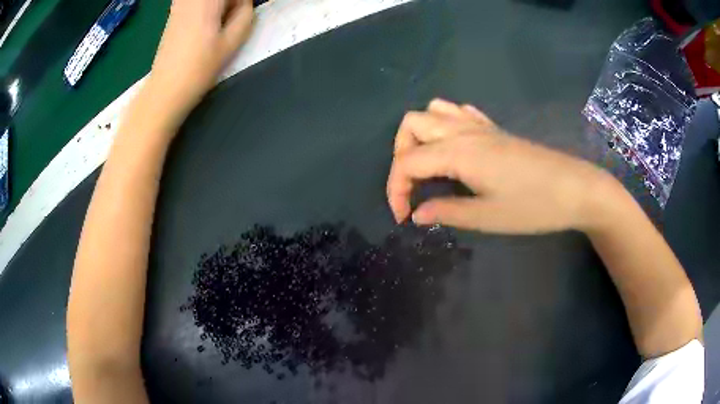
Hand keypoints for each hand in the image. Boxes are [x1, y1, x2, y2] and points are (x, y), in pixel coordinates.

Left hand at [148, 0, 254, 119]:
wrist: (166, 89)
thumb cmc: (200, 68)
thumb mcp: (232, 42)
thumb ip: (246, 14)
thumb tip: (244, 3)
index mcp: (208, 0)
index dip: (241, 4)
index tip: (243, 16)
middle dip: (231, 4)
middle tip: (232, 20)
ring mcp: (180, 4)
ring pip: (209, 1)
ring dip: (219, 7)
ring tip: (219, 23)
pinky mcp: (173, 12)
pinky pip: (195, 2)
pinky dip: (206, 9)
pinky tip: (205, 24)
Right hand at [387, 99, 618, 233]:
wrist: (575, 188)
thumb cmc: (534, 206)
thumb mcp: (487, 217)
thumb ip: (447, 212)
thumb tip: (417, 214)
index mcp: (458, 152)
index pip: (407, 162)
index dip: (395, 190)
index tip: (403, 217)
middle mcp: (464, 131)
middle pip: (412, 124)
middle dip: (400, 155)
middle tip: (413, 187)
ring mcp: (480, 126)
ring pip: (433, 111)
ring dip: (420, 135)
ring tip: (428, 165)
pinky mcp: (495, 129)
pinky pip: (459, 112)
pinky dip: (445, 124)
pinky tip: (454, 146)